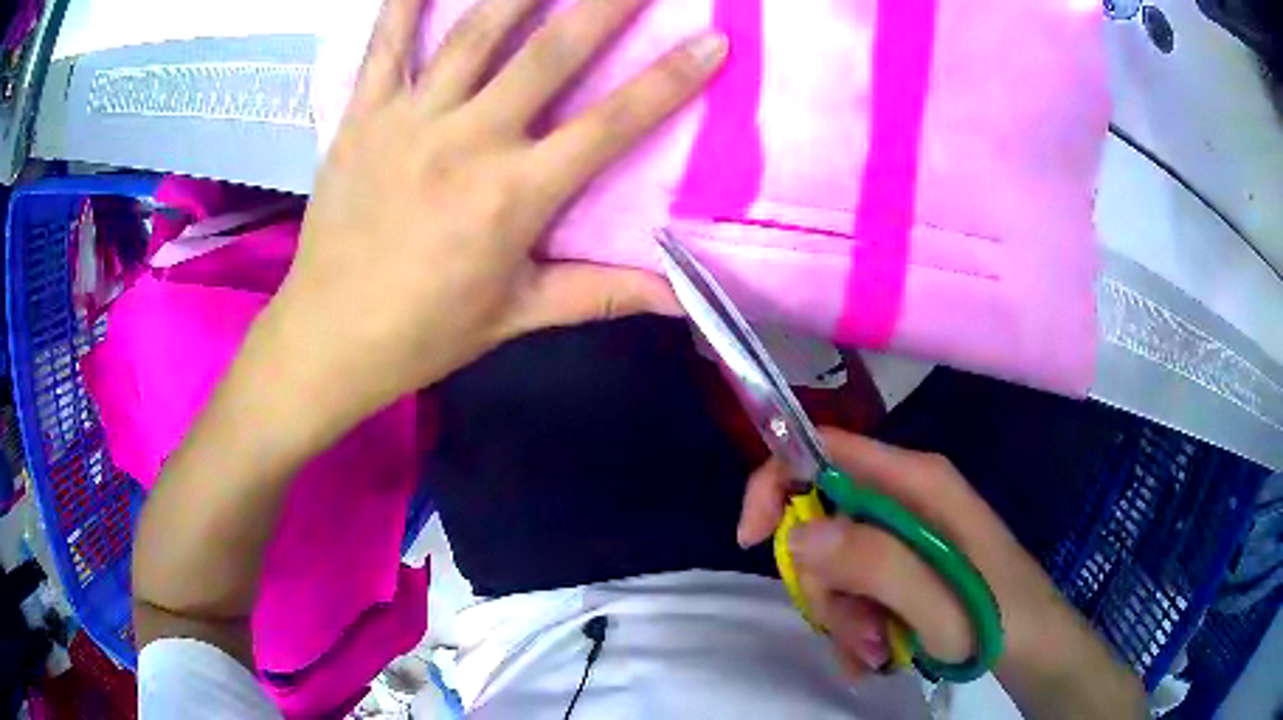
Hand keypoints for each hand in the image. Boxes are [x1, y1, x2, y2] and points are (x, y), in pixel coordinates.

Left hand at [262, 0, 727, 431]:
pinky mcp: (362, 116)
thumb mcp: (517, 315)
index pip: (610, 125)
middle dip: (604, 5)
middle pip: (550, 54)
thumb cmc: (425, 332)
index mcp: (514, 196)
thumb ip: (601, 293)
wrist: (329, 336)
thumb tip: (681, 299)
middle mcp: (468, 141)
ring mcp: (409, 120)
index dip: (669, 80)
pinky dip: (404, 2)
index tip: (713, 41)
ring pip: (474, 32)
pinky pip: (385, 44)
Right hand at [736, 429, 1142, 716]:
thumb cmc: (997, 619)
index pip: (826, 449)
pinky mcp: (907, 564)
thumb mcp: (938, 603)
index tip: (753, 540)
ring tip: (876, 653)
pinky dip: (855, 625)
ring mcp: (907, 532)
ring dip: (843, 616)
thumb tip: (800, 535)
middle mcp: (907, 496)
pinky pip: (855, 588)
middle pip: (824, 519)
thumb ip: (875, 563)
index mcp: (918, 482)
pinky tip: (877, 654)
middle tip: (856, 634)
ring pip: (835, 563)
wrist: (1034, 647)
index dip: (777, 482)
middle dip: (824, 583)